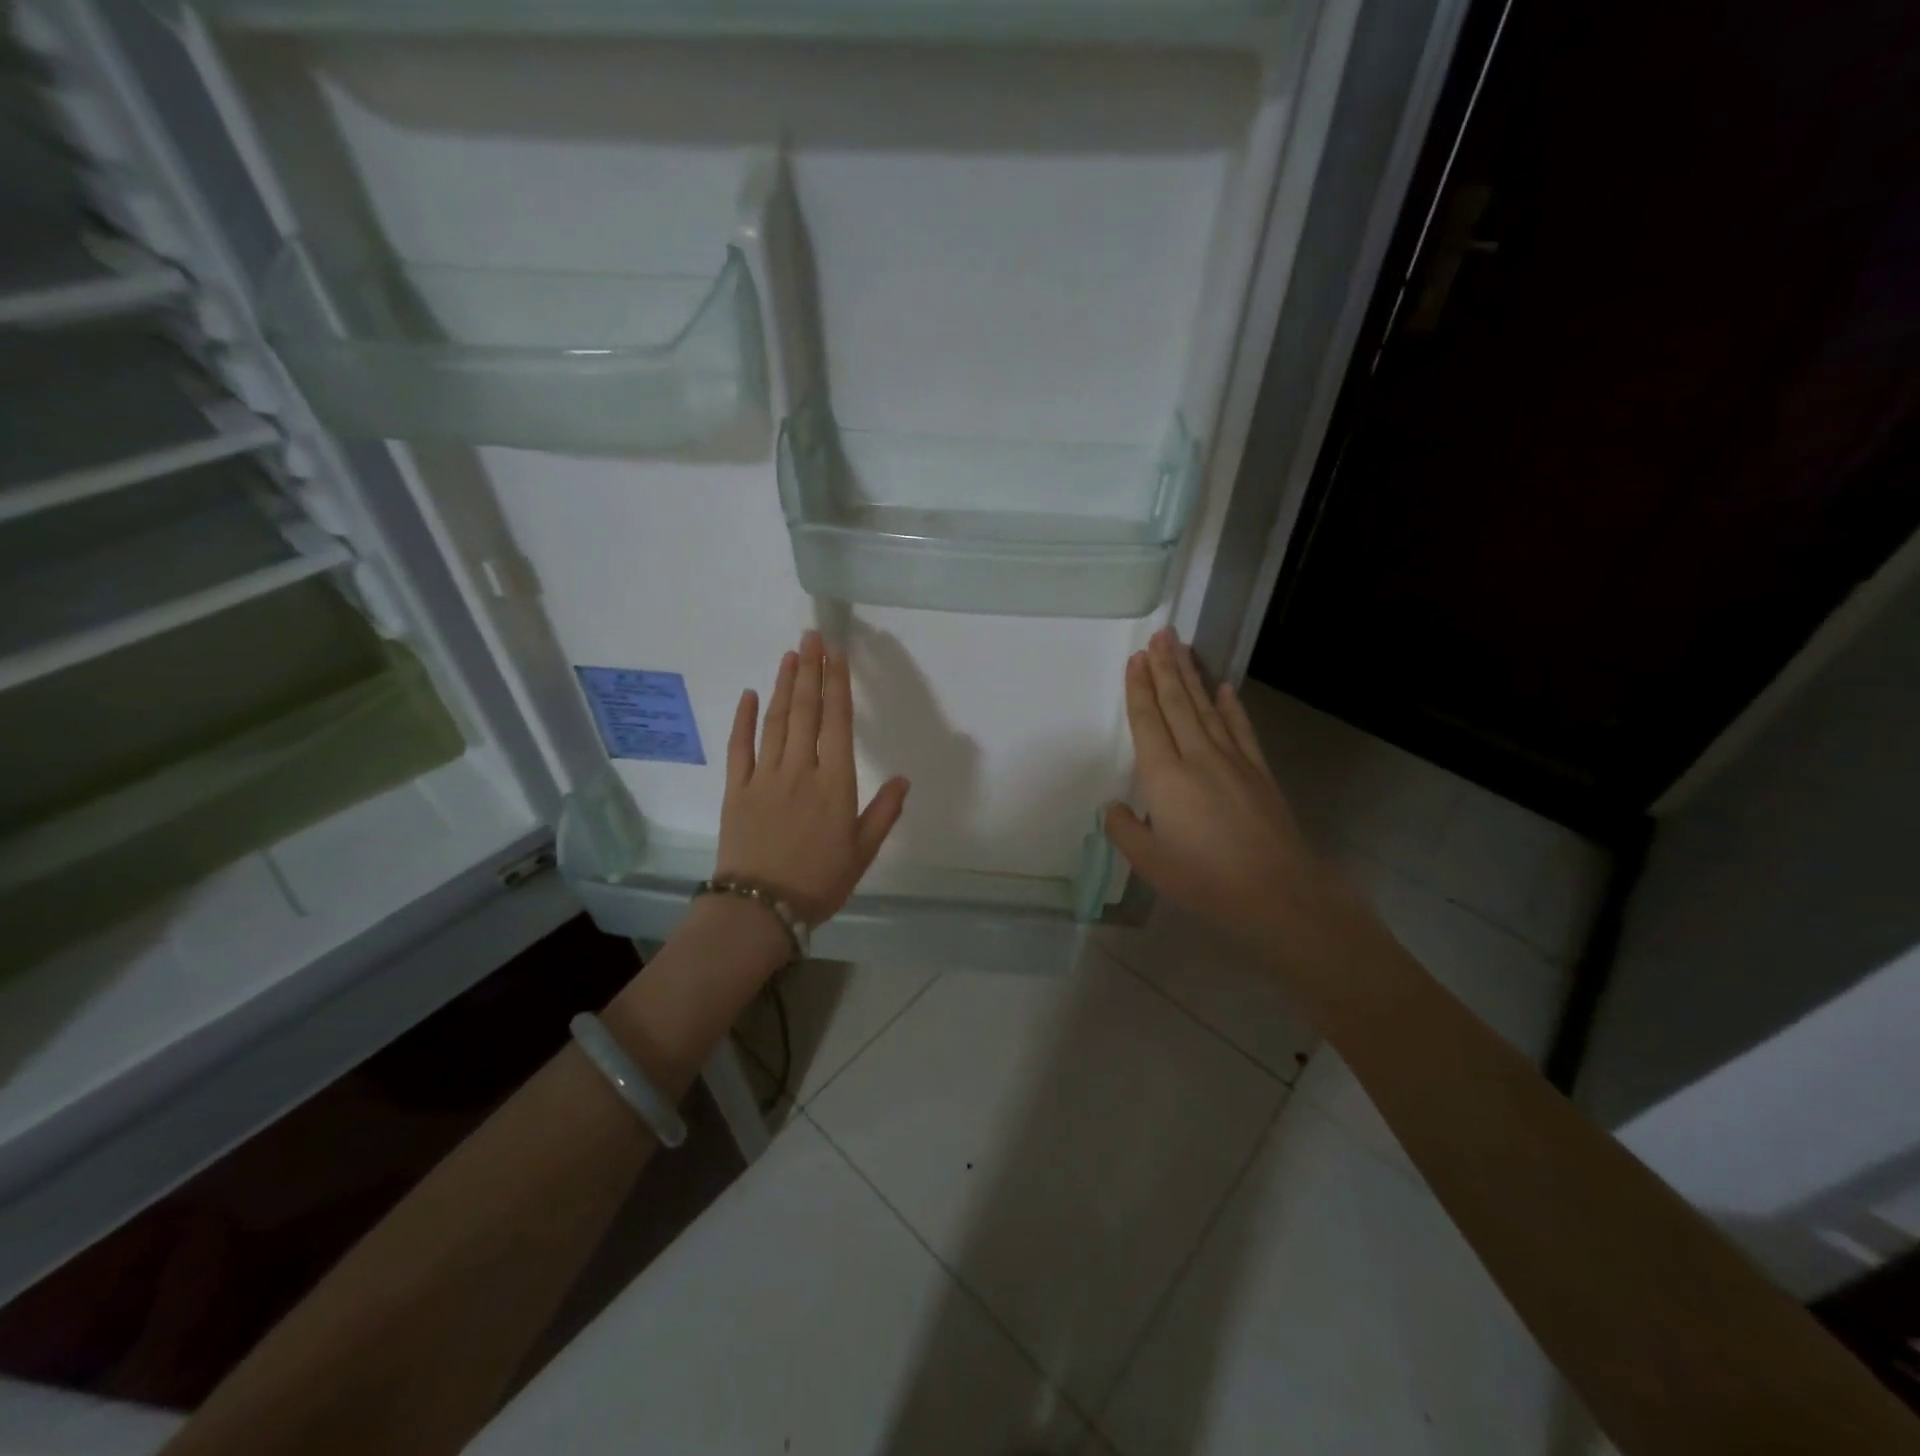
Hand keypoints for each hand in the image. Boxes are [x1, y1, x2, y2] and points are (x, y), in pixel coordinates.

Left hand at [716, 631, 909, 926]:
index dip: (837, 684)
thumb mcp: (863, 851)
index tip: (837, 654)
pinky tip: (750, 694)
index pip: (837, 722)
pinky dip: (744, 719)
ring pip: (775, 721)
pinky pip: (740, 747)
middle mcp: (800, 770)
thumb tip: (904, 778)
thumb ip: (884, 812)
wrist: (761, 909)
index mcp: (835, 783)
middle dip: (810, 670)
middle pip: (806, 711)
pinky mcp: (737, 789)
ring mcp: (764, 776)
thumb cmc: (819, 881)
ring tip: (790, 655)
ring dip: (784, 685)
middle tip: (811, 636)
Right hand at [1104, 629, 1332, 934]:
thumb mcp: (1149, 862)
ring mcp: (1232, 760)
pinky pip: (1241, 728)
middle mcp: (1197, 757)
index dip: (1139, 688)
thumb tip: (1114, 807)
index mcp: (1165, 776)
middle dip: (1164, 667)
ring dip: (1192, 675)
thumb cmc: (1205, 878)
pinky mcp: (1258, 771)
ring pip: (1207, 707)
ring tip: (1181, 647)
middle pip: (1177, 703)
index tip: (1135, 659)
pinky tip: (1225, 687)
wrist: (1277, 891)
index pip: (1148, 721)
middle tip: (1159, 635)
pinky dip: (1231, 705)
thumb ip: (1124, 830)